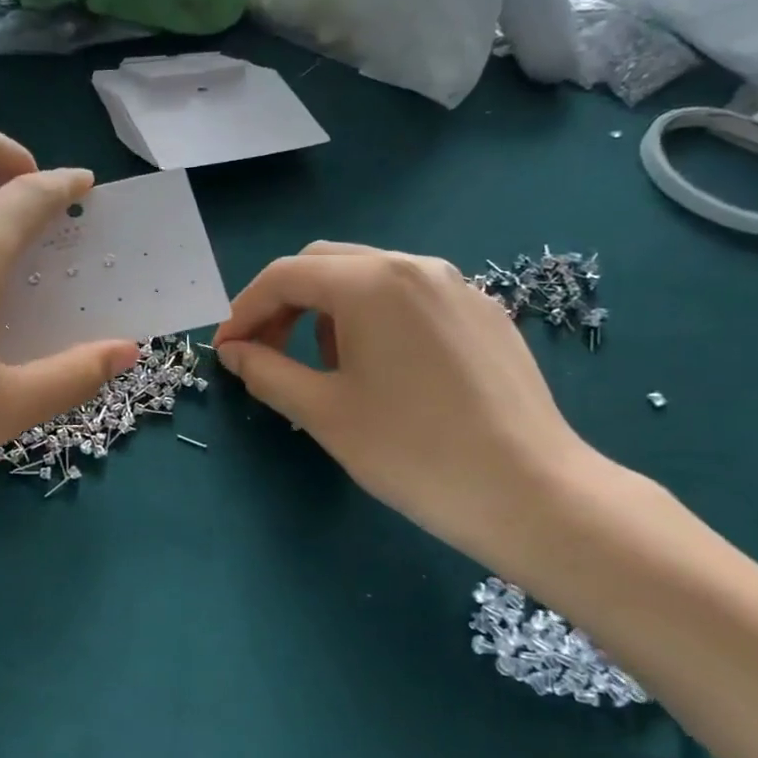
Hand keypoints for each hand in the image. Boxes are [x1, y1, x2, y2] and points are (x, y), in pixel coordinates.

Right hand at [213, 243, 601, 567]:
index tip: (225, 351)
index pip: (285, 276)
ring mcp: (457, 285)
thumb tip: (234, 352)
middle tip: (263, 351)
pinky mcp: (484, 312)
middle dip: (283, 303)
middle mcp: (415, 265)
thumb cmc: (413, 452)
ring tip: (324, 366)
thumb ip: (266, 371)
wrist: (531, 493)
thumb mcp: (324, 413)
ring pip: (369, 277)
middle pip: (325, 264)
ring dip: (328, 309)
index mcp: (371, 282)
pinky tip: (381, 368)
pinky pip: (410, 297)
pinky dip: (373, 317)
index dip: (244, 310)